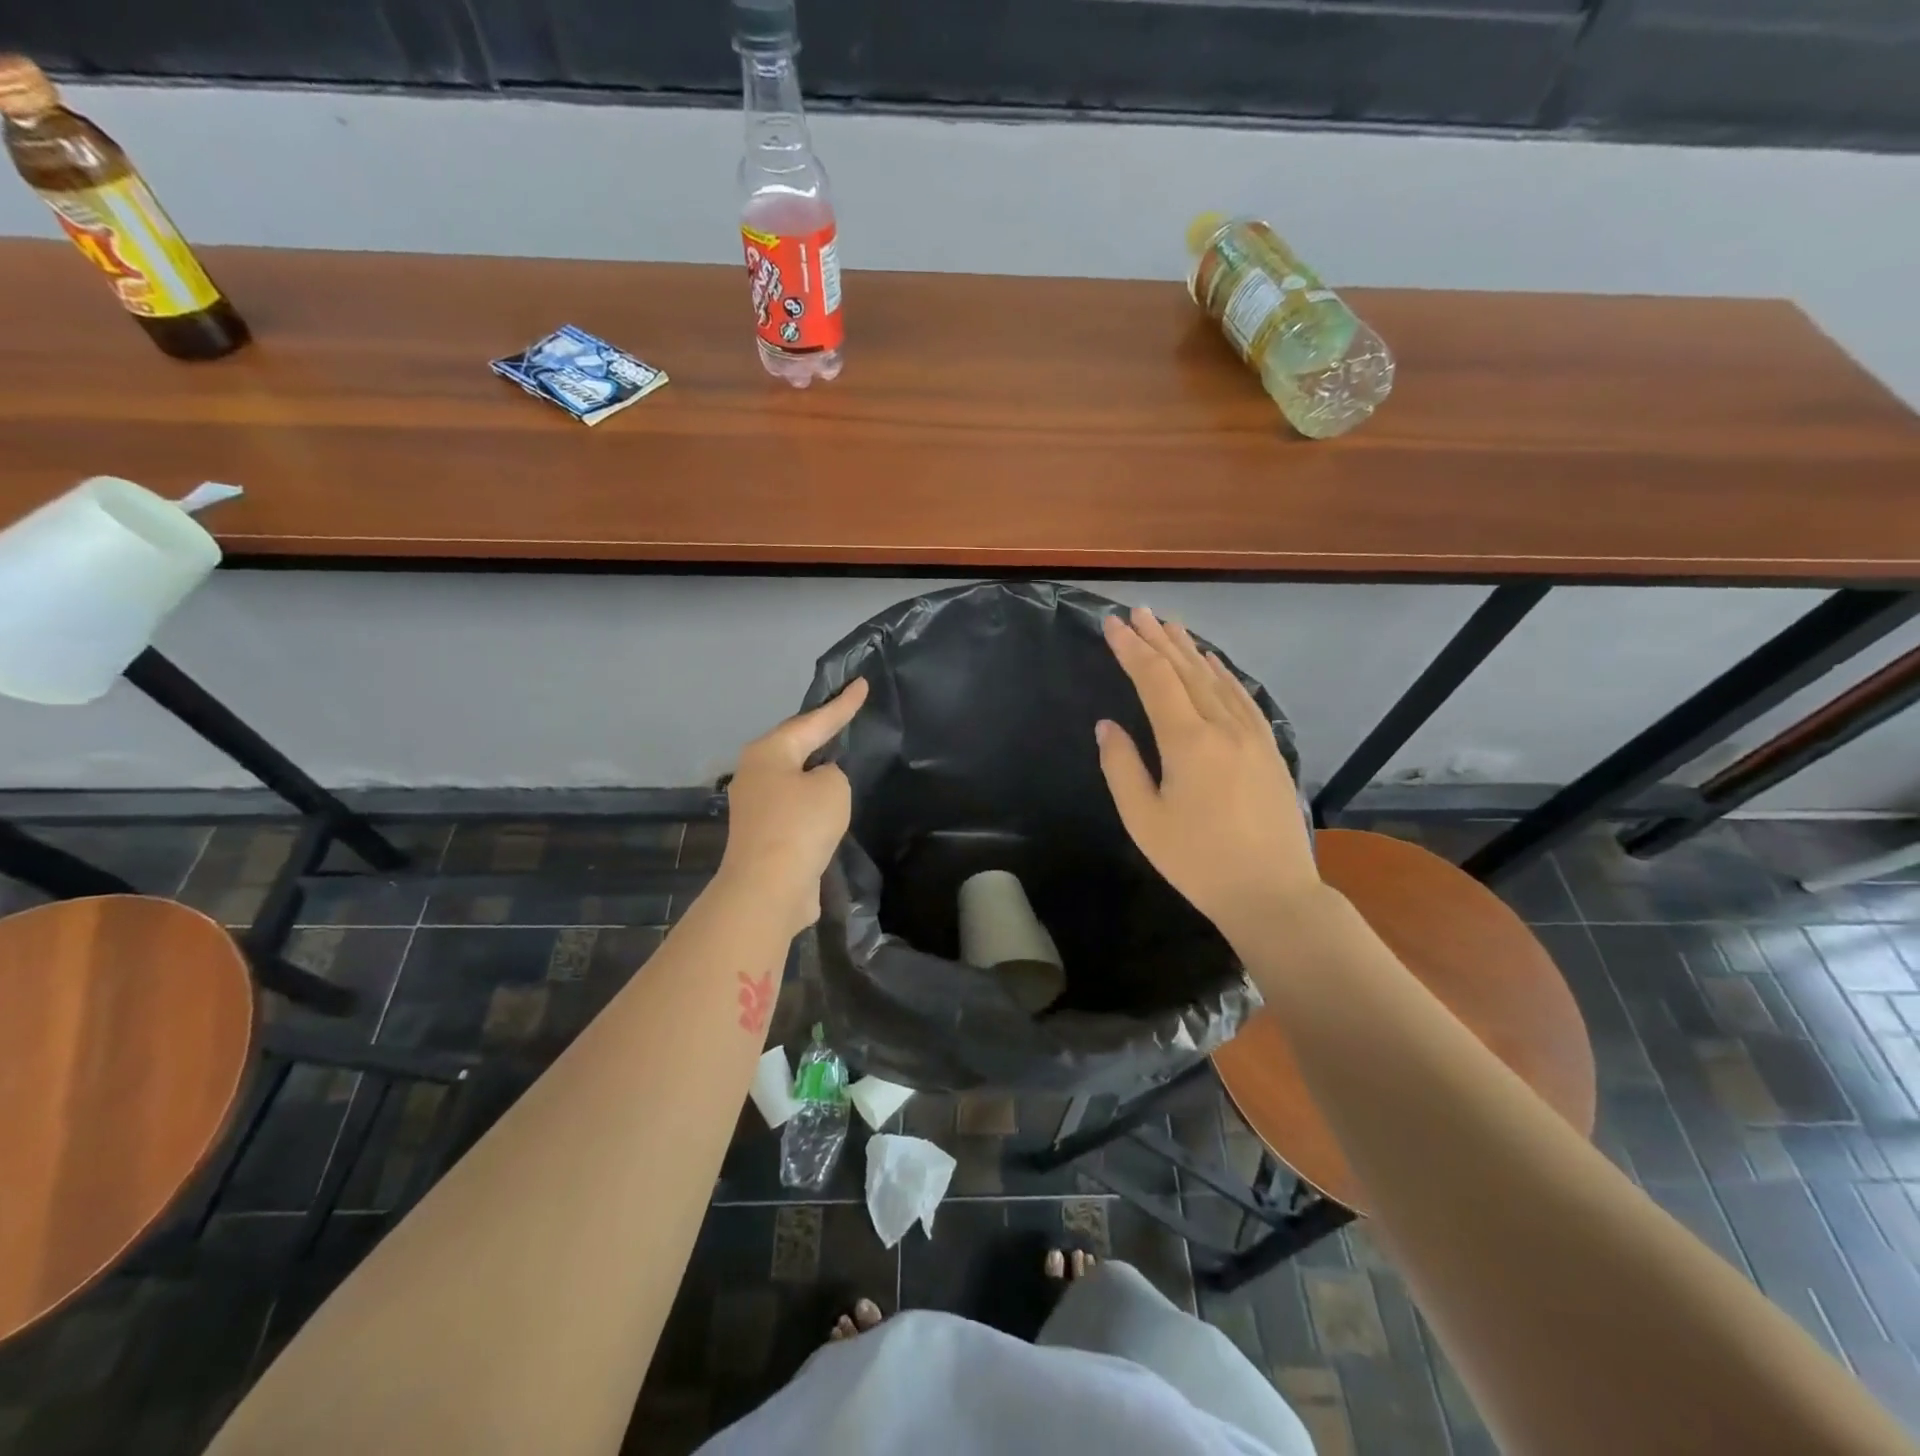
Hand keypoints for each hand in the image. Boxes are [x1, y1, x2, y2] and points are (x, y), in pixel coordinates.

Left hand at [716, 678, 869, 936]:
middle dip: (820, 731)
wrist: (769, 887)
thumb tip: (819, 783)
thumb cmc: (801, 825)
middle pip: (795, 745)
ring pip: (793, 777)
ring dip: (815, 769)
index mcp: (769, 752)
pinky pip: (794, 805)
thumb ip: (833, 774)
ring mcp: (756, 805)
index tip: (861, 684)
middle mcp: (756, 772)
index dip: (842, 705)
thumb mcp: (833, 788)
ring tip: (839, 755)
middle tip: (845, 714)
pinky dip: (813, 800)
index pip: (814, 721)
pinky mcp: (764, 834)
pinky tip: (829, 801)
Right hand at [1097, 607, 1317, 939]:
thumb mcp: (1144, 820)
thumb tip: (1107, 725)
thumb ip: (1121, 767)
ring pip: (1216, 679)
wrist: (1272, 893)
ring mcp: (1252, 735)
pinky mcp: (1269, 749)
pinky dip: (1224, 674)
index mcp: (1187, 741)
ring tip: (1171, 626)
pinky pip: (1243, 697)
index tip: (1112, 624)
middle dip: (1158, 639)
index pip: (1154, 679)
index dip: (1131, 649)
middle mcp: (1222, 726)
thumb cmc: (1197, 861)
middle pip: (1186, 670)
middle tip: (1138, 612)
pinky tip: (1214, 664)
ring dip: (1190, 650)